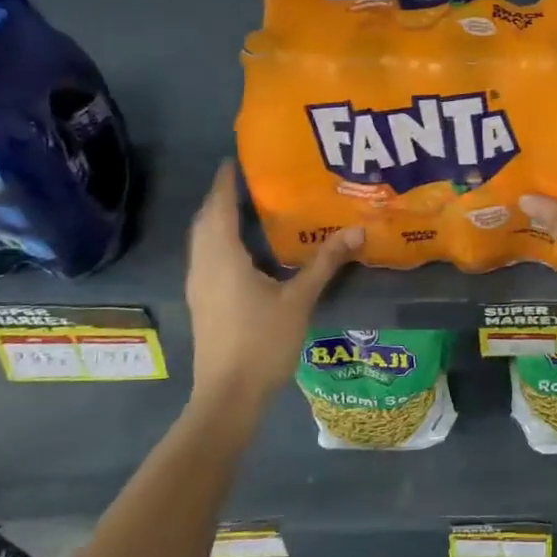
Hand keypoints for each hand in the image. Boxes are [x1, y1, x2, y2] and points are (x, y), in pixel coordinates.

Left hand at [185, 161, 361, 402]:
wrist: (228, 396)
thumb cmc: (262, 343)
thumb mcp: (299, 300)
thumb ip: (325, 263)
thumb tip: (357, 232)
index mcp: (223, 257)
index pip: (219, 207)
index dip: (226, 182)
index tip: (236, 159)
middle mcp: (203, 265)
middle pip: (205, 221)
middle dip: (222, 198)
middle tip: (249, 181)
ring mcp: (199, 286)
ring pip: (203, 241)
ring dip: (218, 220)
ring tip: (248, 207)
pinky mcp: (203, 303)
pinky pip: (206, 257)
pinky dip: (219, 241)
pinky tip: (245, 249)